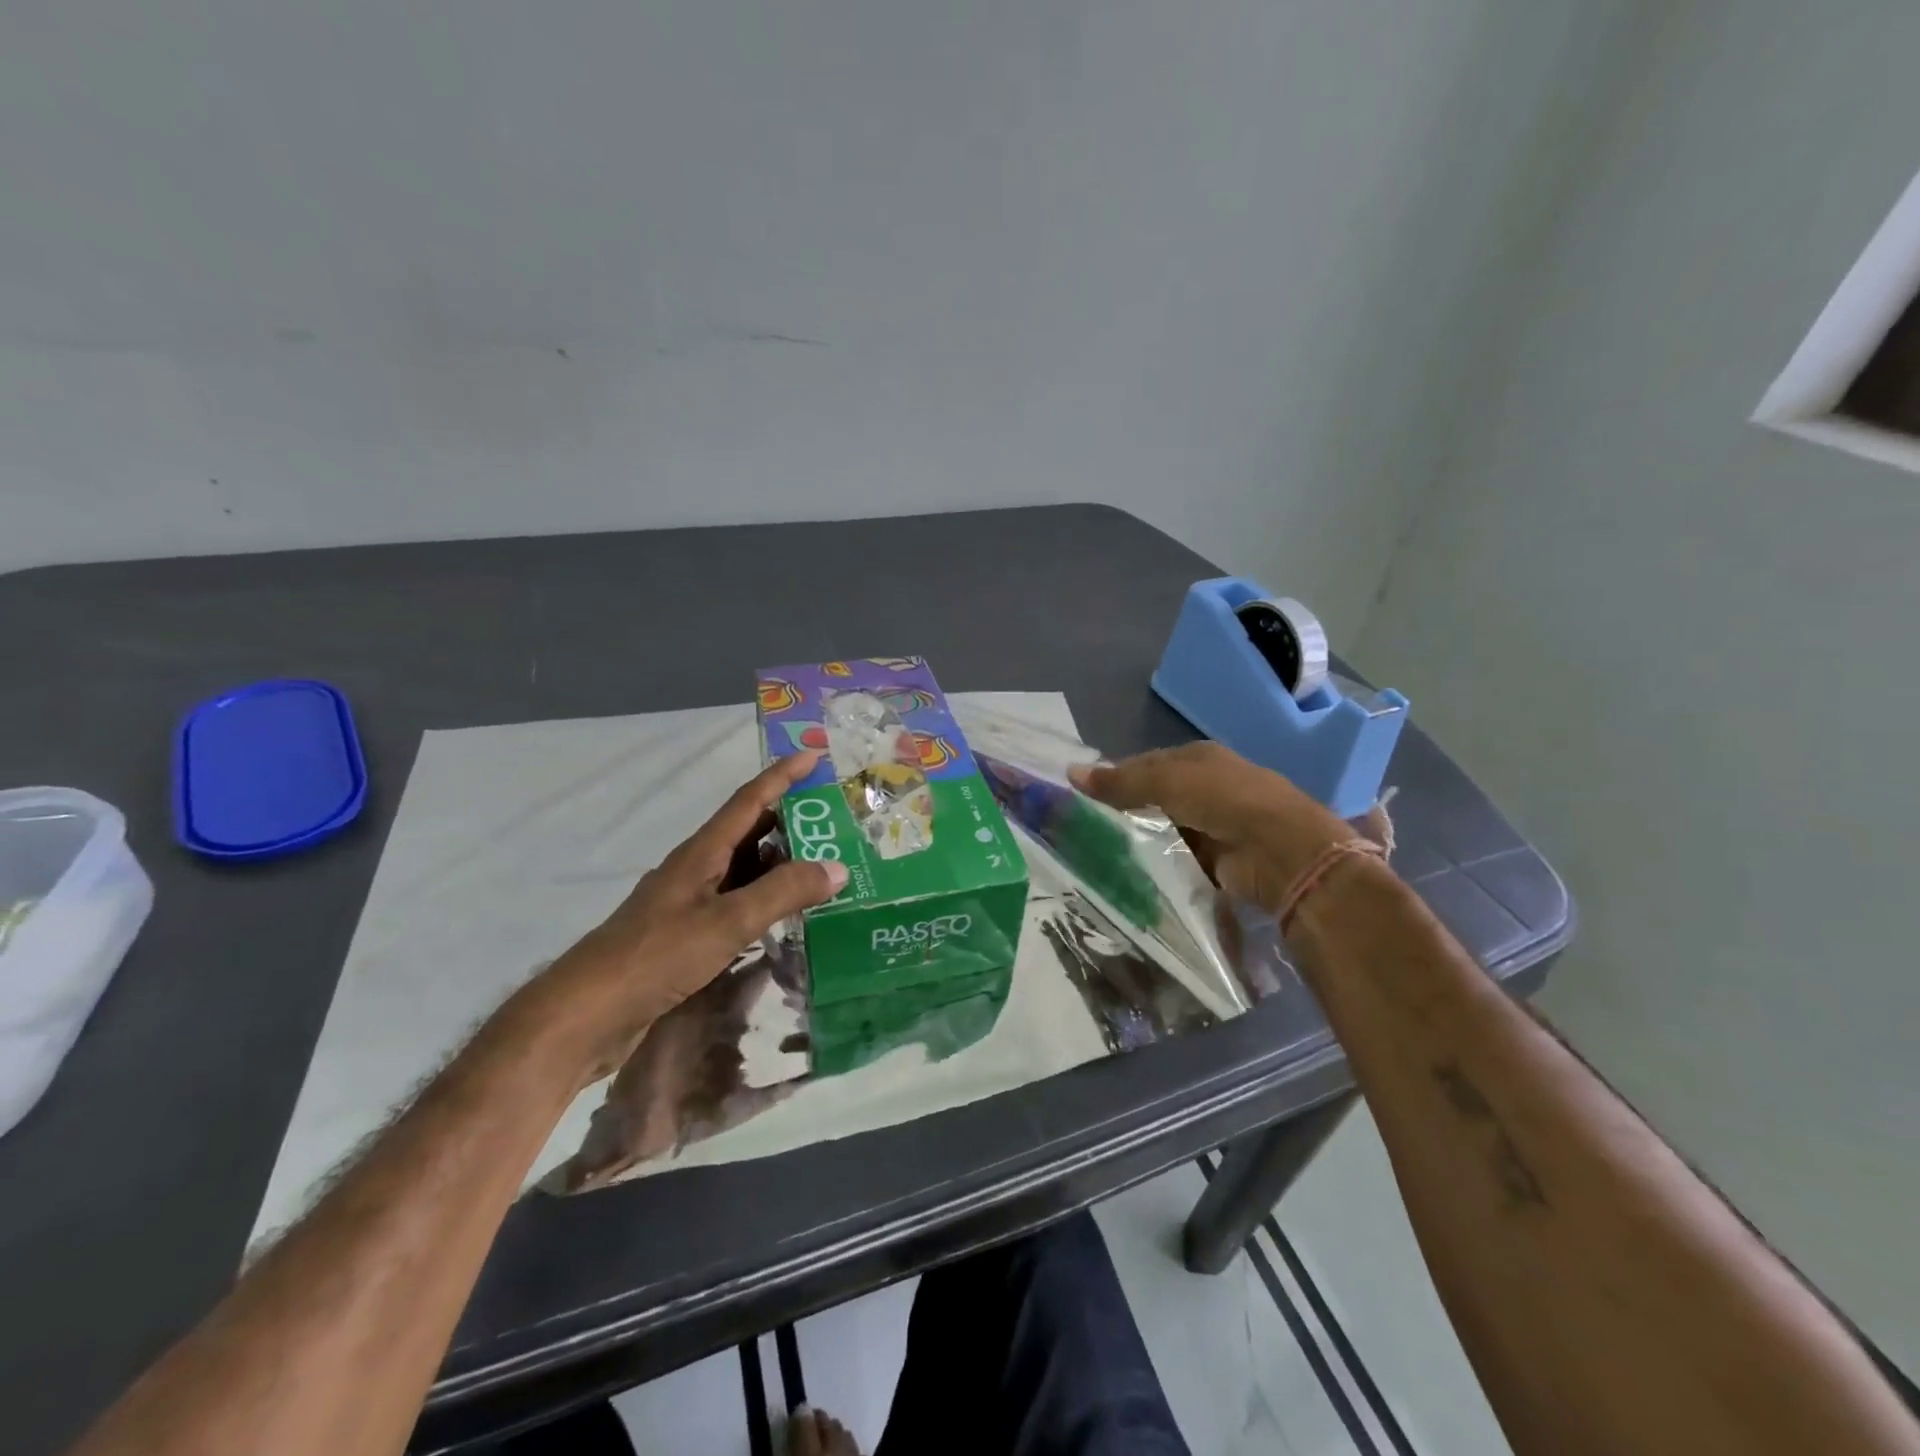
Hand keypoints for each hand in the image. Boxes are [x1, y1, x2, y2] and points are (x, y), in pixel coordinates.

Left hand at [519, 750, 847, 1084]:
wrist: (588, 1014)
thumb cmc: (657, 956)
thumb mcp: (727, 922)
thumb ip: (782, 893)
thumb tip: (837, 867)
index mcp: (702, 853)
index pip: (749, 801)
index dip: (782, 776)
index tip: (814, 755)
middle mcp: (697, 870)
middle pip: (749, 833)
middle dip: (790, 821)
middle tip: (835, 821)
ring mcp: (691, 904)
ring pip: (745, 871)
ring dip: (782, 864)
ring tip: (825, 866)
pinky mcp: (688, 936)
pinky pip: (738, 905)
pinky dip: (767, 901)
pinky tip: (789, 917)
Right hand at [1069, 742, 1353, 911]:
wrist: (1281, 851)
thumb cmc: (1224, 800)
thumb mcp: (1168, 782)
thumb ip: (1121, 781)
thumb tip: (1071, 772)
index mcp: (1198, 758)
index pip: (1146, 764)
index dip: (1115, 776)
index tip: (1082, 795)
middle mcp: (1207, 787)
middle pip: (1155, 797)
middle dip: (1124, 811)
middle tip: (1084, 828)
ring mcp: (1214, 824)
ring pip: (1164, 828)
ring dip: (1139, 839)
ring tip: (1097, 852)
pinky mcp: (1217, 858)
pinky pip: (1176, 857)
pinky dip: (1157, 863)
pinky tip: (1129, 872)